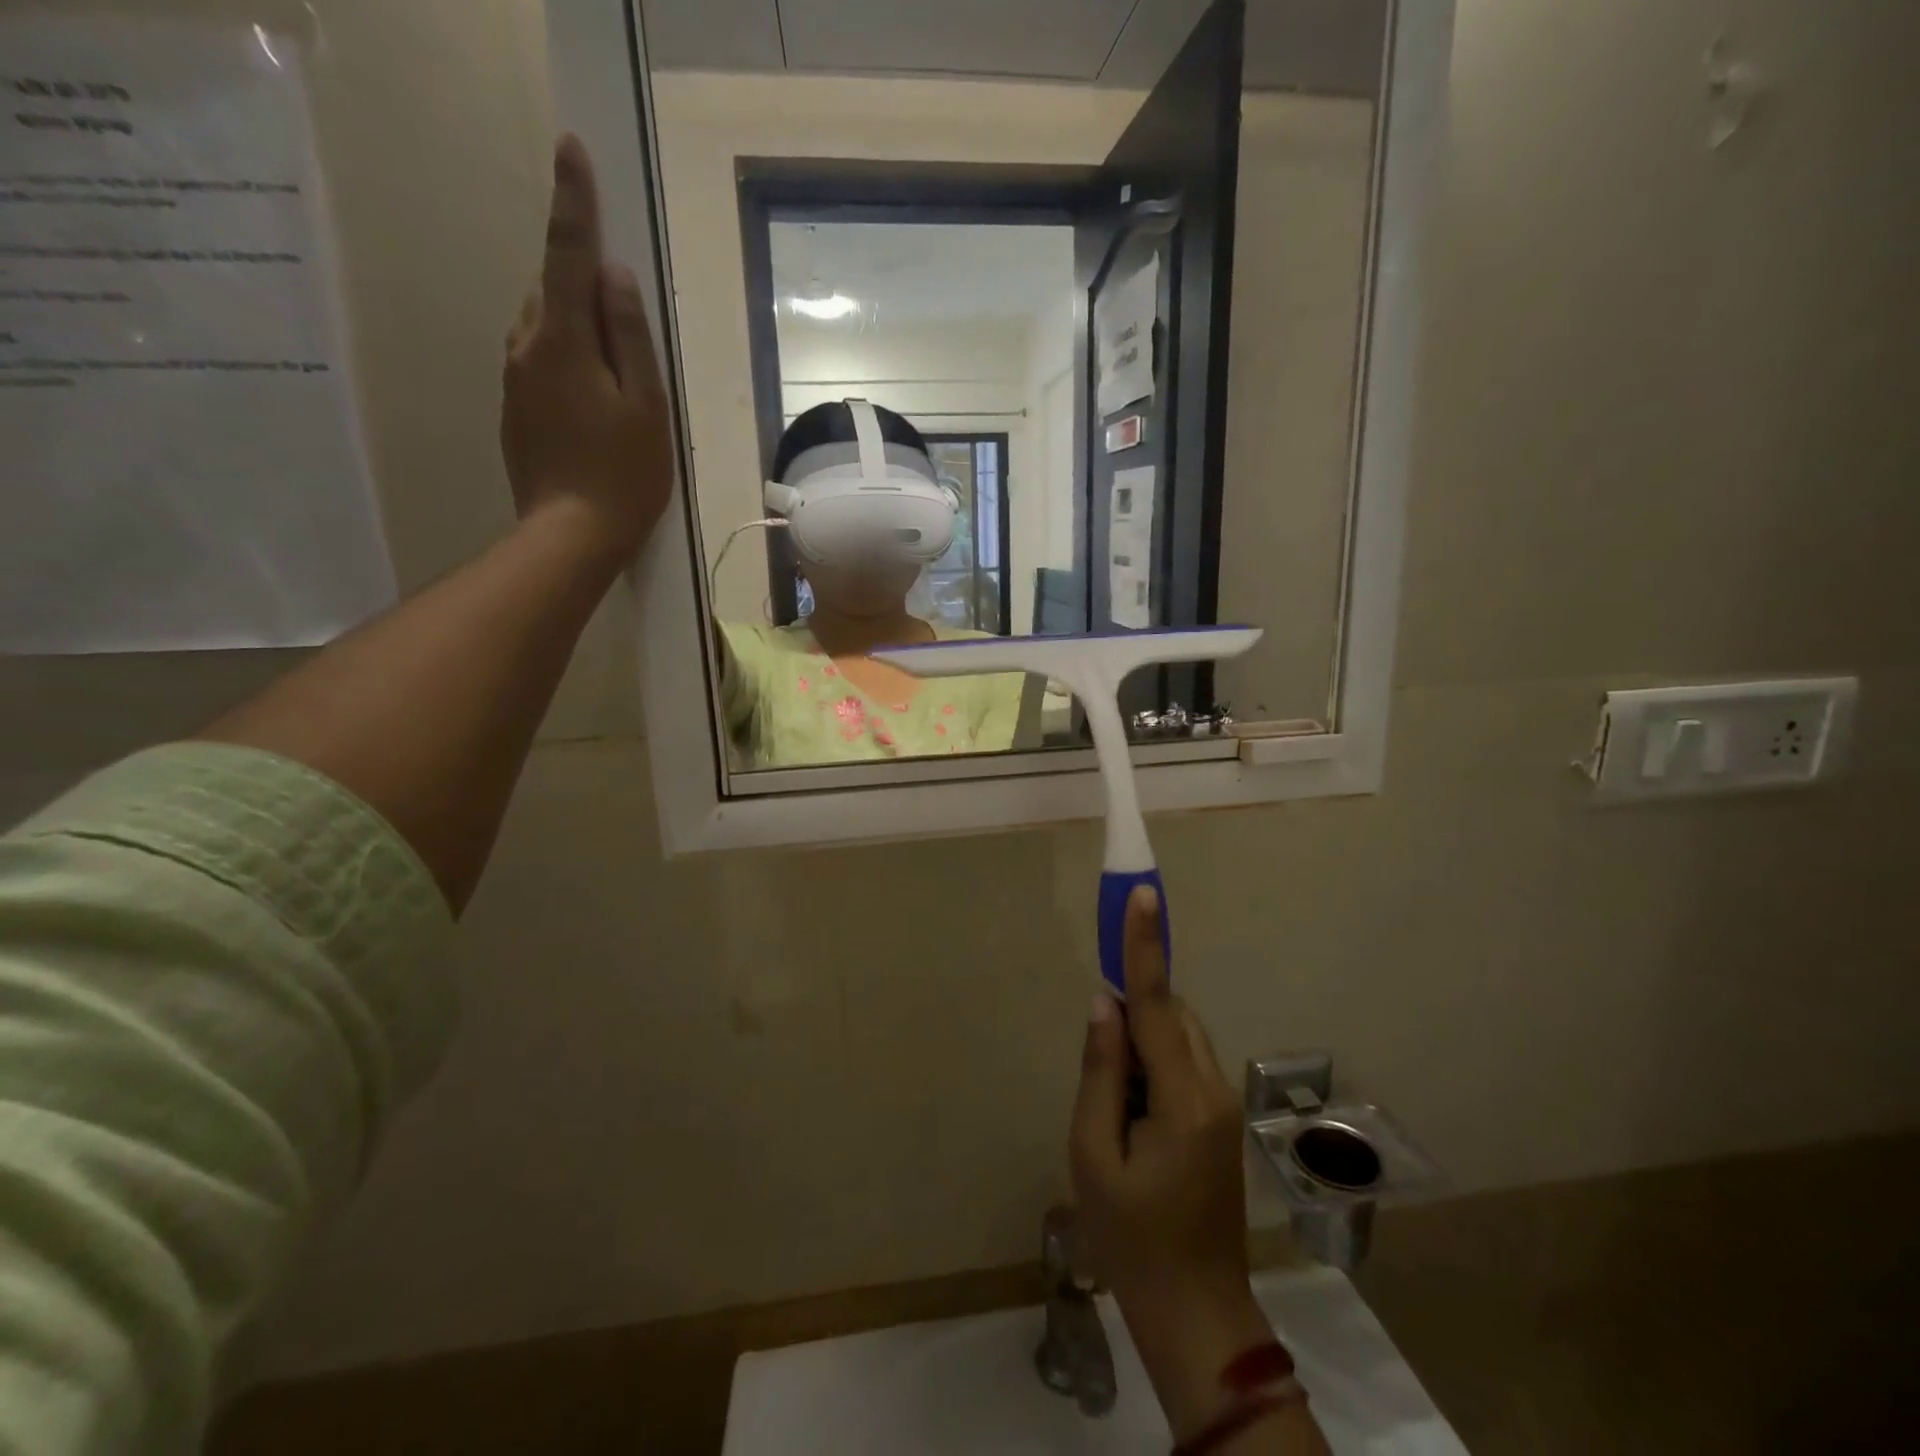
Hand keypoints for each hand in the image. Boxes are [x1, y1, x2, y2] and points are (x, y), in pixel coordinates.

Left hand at [502, 134, 672, 564]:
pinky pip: (537, 363)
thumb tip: (614, 278)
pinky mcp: (513, 411)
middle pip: (551, 291)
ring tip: (614, 373)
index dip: (572, 202)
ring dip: (574, 329)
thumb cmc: (623, 474)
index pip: (567, 255)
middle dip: (581, 285)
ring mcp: (513, 381)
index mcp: (561, 340)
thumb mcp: (645, 406)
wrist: (570, 535)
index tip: (570, 149)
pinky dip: (565, 362)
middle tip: (622, 317)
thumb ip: (631, 339)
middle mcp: (525, 348)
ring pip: (542, 329)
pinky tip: (592, 402)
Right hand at [1071, 885, 1273, 1440]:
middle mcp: (1213, 1088)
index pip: (1157, 1003)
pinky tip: (1130, 1113)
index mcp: (1183, 1098)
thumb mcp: (1095, 1156)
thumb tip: (1102, 1004)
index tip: (1142, 895)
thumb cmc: (1132, 1240)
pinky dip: (1151, 1064)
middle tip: (1097, 1050)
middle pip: (1170, 1017)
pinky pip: (1182, 1065)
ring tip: (1111, 1103)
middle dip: (1132, 1007)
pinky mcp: (1219, 1120)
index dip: (1145, 945)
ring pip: (1177, 1039)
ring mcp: (1222, 1105)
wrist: (1197, 1315)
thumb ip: (1100, 1072)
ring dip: (1140, 1041)